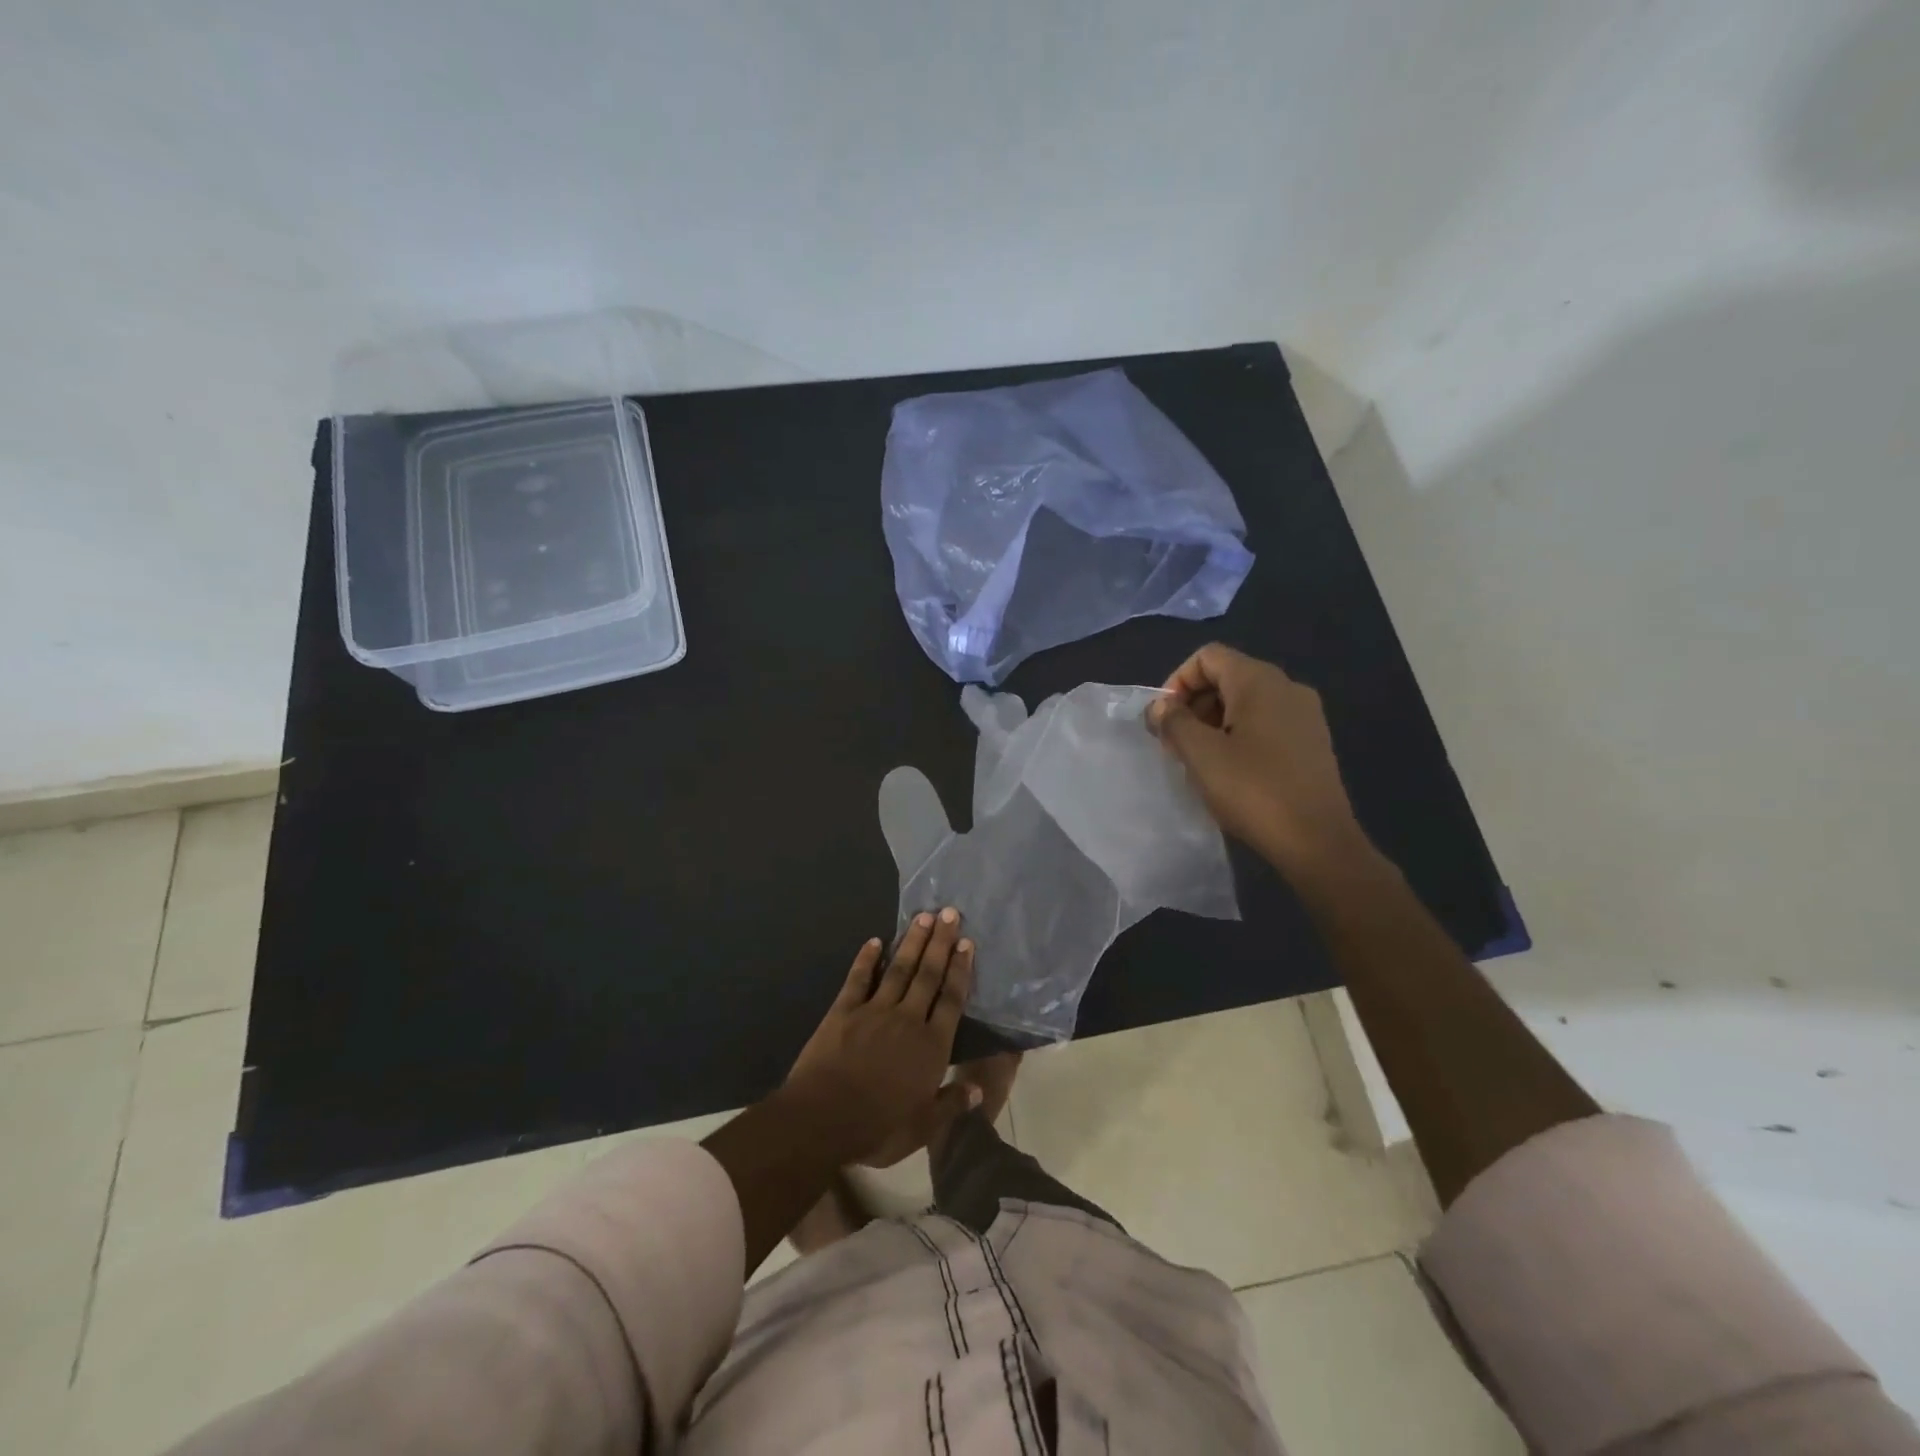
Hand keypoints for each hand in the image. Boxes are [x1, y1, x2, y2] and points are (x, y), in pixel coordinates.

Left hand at [785, 909, 976, 1165]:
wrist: (822, 1120)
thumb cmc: (877, 1128)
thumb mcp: (922, 1128)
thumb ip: (951, 1104)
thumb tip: (979, 1089)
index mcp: (930, 1047)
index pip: (951, 1000)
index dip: (960, 970)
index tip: (967, 943)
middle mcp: (907, 1020)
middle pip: (928, 975)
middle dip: (940, 943)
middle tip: (949, 912)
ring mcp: (874, 1011)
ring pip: (899, 970)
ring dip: (912, 942)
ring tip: (923, 916)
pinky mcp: (843, 1011)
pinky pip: (858, 979)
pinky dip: (866, 959)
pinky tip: (874, 941)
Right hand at [1146, 644, 1370, 877]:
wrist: (1318, 842)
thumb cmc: (1253, 791)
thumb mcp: (1200, 755)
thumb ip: (1173, 722)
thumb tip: (1160, 706)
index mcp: (1259, 681)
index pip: (1208, 657)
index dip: (1177, 681)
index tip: (1164, 720)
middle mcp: (1287, 687)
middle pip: (1227, 677)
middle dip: (1194, 705)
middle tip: (1176, 745)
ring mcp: (1305, 715)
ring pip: (1245, 702)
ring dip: (1213, 723)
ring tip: (1200, 762)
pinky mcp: (1312, 742)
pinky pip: (1265, 723)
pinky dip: (1239, 736)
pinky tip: (1231, 773)